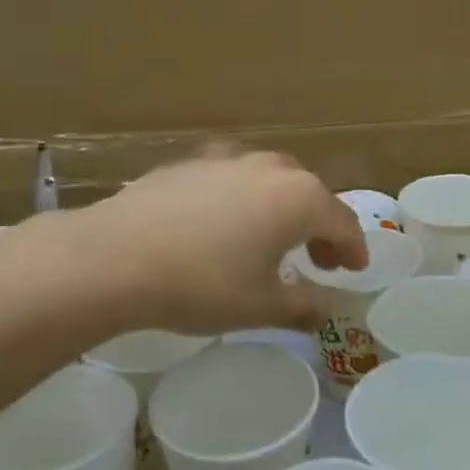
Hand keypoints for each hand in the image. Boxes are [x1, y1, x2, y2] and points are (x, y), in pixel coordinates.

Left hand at [71, 146, 367, 334]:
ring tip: (270, 238)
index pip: (342, 221)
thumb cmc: (202, 284)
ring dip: (281, 207)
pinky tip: (221, 224)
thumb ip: (302, 306)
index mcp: (298, 198)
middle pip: (309, 194)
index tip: (354, 270)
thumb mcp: (260, 306)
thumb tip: (326, 310)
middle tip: (317, 259)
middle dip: (319, 226)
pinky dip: (241, 199)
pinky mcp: (188, 163)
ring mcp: (226, 159)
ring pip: (269, 179)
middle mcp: (269, 168)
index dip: (353, 248)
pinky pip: (231, 178)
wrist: (115, 257)